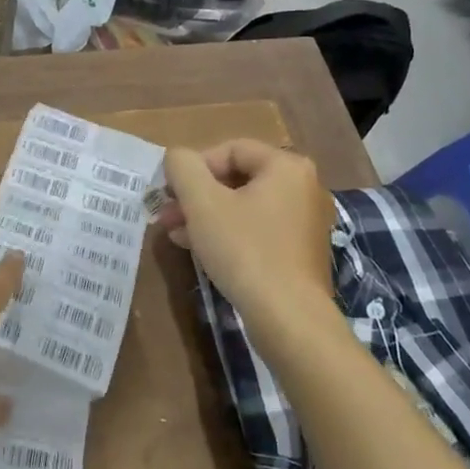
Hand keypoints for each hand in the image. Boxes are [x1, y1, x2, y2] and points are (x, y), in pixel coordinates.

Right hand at [163, 140, 337, 344]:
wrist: (288, 318)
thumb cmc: (244, 250)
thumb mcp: (202, 203)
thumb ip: (183, 168)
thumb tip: (177, 157)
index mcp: (286, 166)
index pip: (230, 149)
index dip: (194, 167)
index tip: (170, 192)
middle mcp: (302, 187)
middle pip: (237, 178)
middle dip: (196, 194)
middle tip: (166, 213)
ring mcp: (304, 221)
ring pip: (243, 206)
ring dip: (205, 215)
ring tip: (175, 233)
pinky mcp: (298, 251)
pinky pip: (256, 229)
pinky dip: (226, 232)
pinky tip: (198, 248)